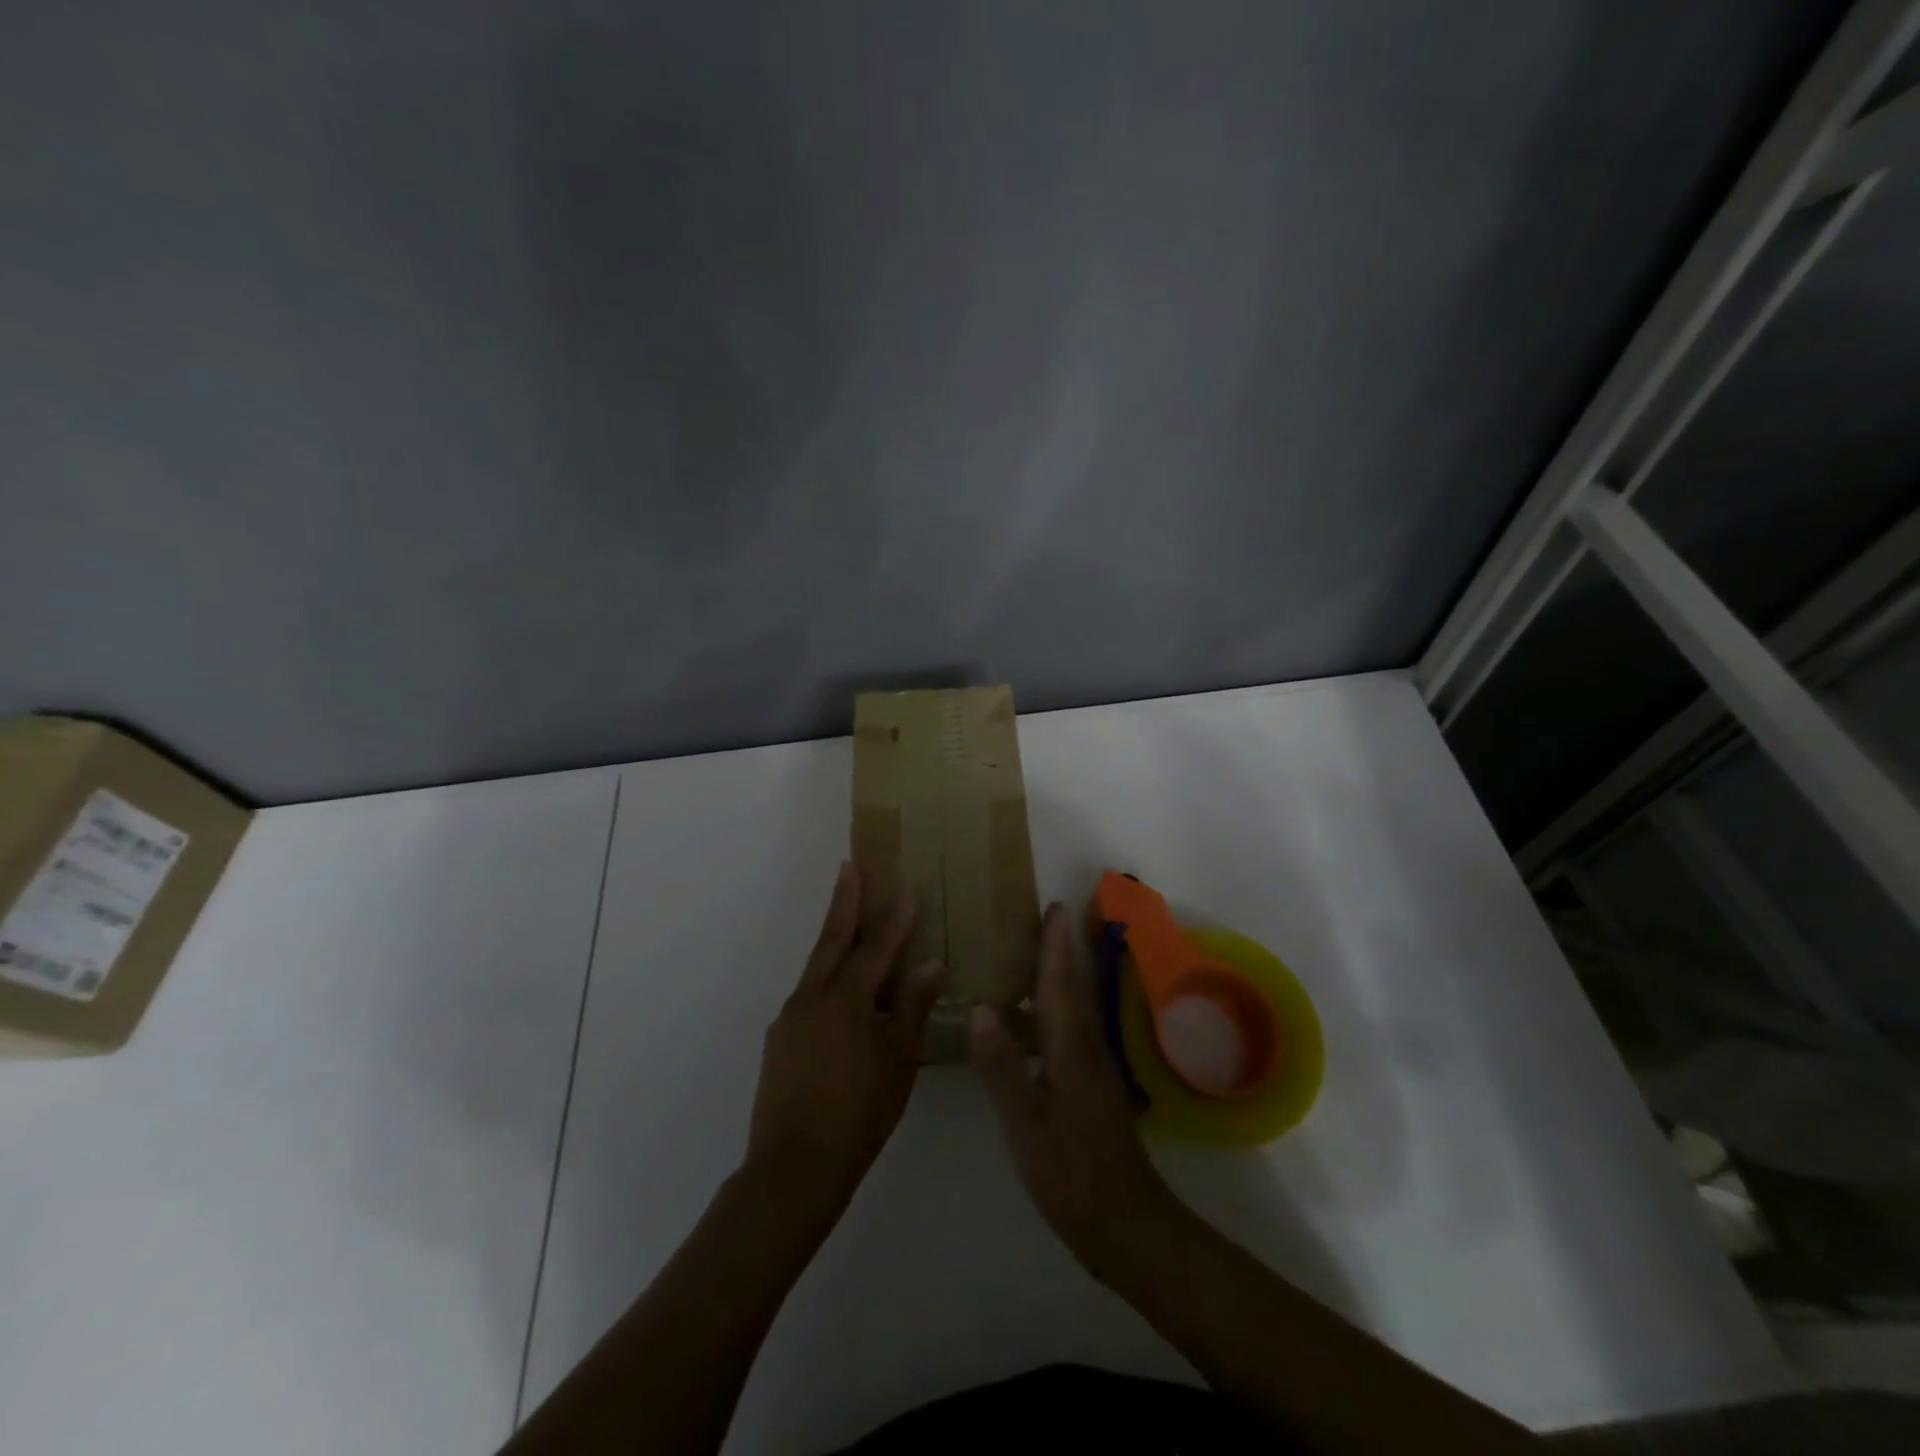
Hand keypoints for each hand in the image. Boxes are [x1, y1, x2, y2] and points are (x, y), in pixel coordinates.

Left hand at [744, 861, 943, 1233]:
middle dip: (844, 902)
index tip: (906, 887)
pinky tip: (839, 996)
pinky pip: (808, 996)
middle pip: (832, 940)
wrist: (794, 1167)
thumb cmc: (860, 1113)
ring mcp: (791, 1018)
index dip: (894, 918)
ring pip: (817, 967)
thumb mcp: (900, 1060)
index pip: (877, 947)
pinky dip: (826, 981)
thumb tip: (930, 963)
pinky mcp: (779, 1040)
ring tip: (847, 923)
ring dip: (833, 940)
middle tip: (850, 867)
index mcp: (847, 999)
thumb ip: (913, 1007)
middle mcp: (813, 997)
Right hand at [971, 903, 1179, 1280]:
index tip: (1055, 906)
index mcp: (1069, 1047)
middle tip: (1052, 915)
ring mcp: (1094, 1068)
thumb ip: (1002, 1065)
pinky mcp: (1093, 1088)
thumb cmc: (1070, 1171)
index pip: (1061, 982)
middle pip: (1075, 986)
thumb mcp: (1024, 1122)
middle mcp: (1086, 1047)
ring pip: (1077, 1007)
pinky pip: (1073, 1029)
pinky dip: (1059, 1008)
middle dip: (1065, 948)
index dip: (1056, 944)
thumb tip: (979, 1008)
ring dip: (1064, 974)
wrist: (1124, 1222)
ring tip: (1042, 952)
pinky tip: (1039, 1020)